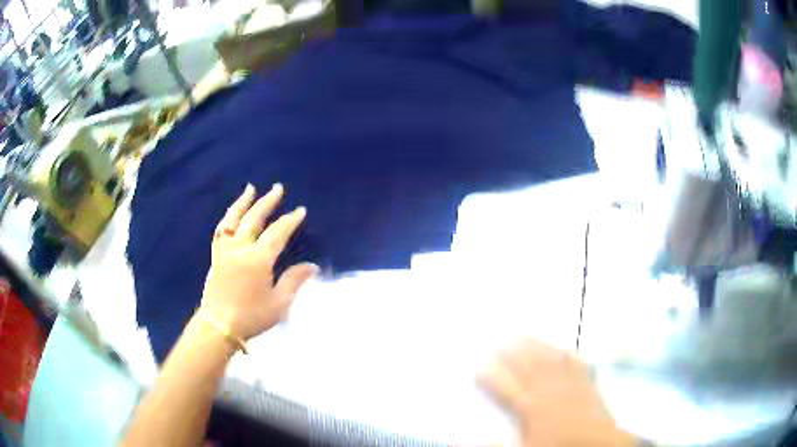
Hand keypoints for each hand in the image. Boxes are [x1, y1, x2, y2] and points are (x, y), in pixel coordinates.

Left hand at [200, 183, 316, 340]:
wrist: (218, 326)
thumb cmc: (251, 317)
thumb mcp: (279, 303)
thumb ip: (294, 281)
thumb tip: (312, 266)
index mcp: (258, 259)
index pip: (277, 233)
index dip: (290, 220)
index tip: (300, 210)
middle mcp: (240, 248)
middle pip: (254, 219)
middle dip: (267, 202)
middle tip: (277, 188)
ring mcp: (225, 251)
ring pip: (233, 220)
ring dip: (243, 203)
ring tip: (250, 189)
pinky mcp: (216, 257)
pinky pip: (220, 232)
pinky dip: (227, 219)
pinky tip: (230, 215)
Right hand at [480, 340, 634, 446]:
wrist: (597, 444)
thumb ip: (499, 445)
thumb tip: (471, 442)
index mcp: (530, 408)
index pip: (504, 388)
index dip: (489, 376)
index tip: (477, 365)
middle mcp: (547, 391)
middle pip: (526, 366)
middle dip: (510, 351)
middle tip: (498, 339)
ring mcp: (568, 384)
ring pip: (548, 359)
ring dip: (534, 345)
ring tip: (522, 334)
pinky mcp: (586, 383)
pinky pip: (575, 363)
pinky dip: (567, 354)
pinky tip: (562, 348)